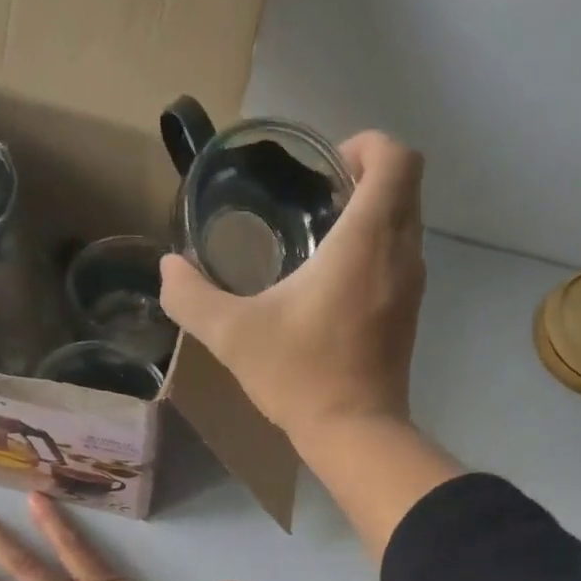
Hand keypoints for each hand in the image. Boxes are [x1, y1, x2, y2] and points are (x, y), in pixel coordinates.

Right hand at [159, 131, 426, 447]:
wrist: (354, 435)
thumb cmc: (300, 376)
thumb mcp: (232, 335)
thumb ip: (192, 297)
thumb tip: (168, 269)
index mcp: (366, 239)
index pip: (396, 158)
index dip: (367, 145)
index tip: (327, 167)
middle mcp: (401, 254)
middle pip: (405, 186)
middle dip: (366, 177)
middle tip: (318, 198)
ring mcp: (412, 288)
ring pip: (407, 224)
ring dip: (374, 217)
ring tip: (322, 239)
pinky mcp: (409, 318)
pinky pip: (402, 261)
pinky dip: (378, 253)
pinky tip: (334, 285)